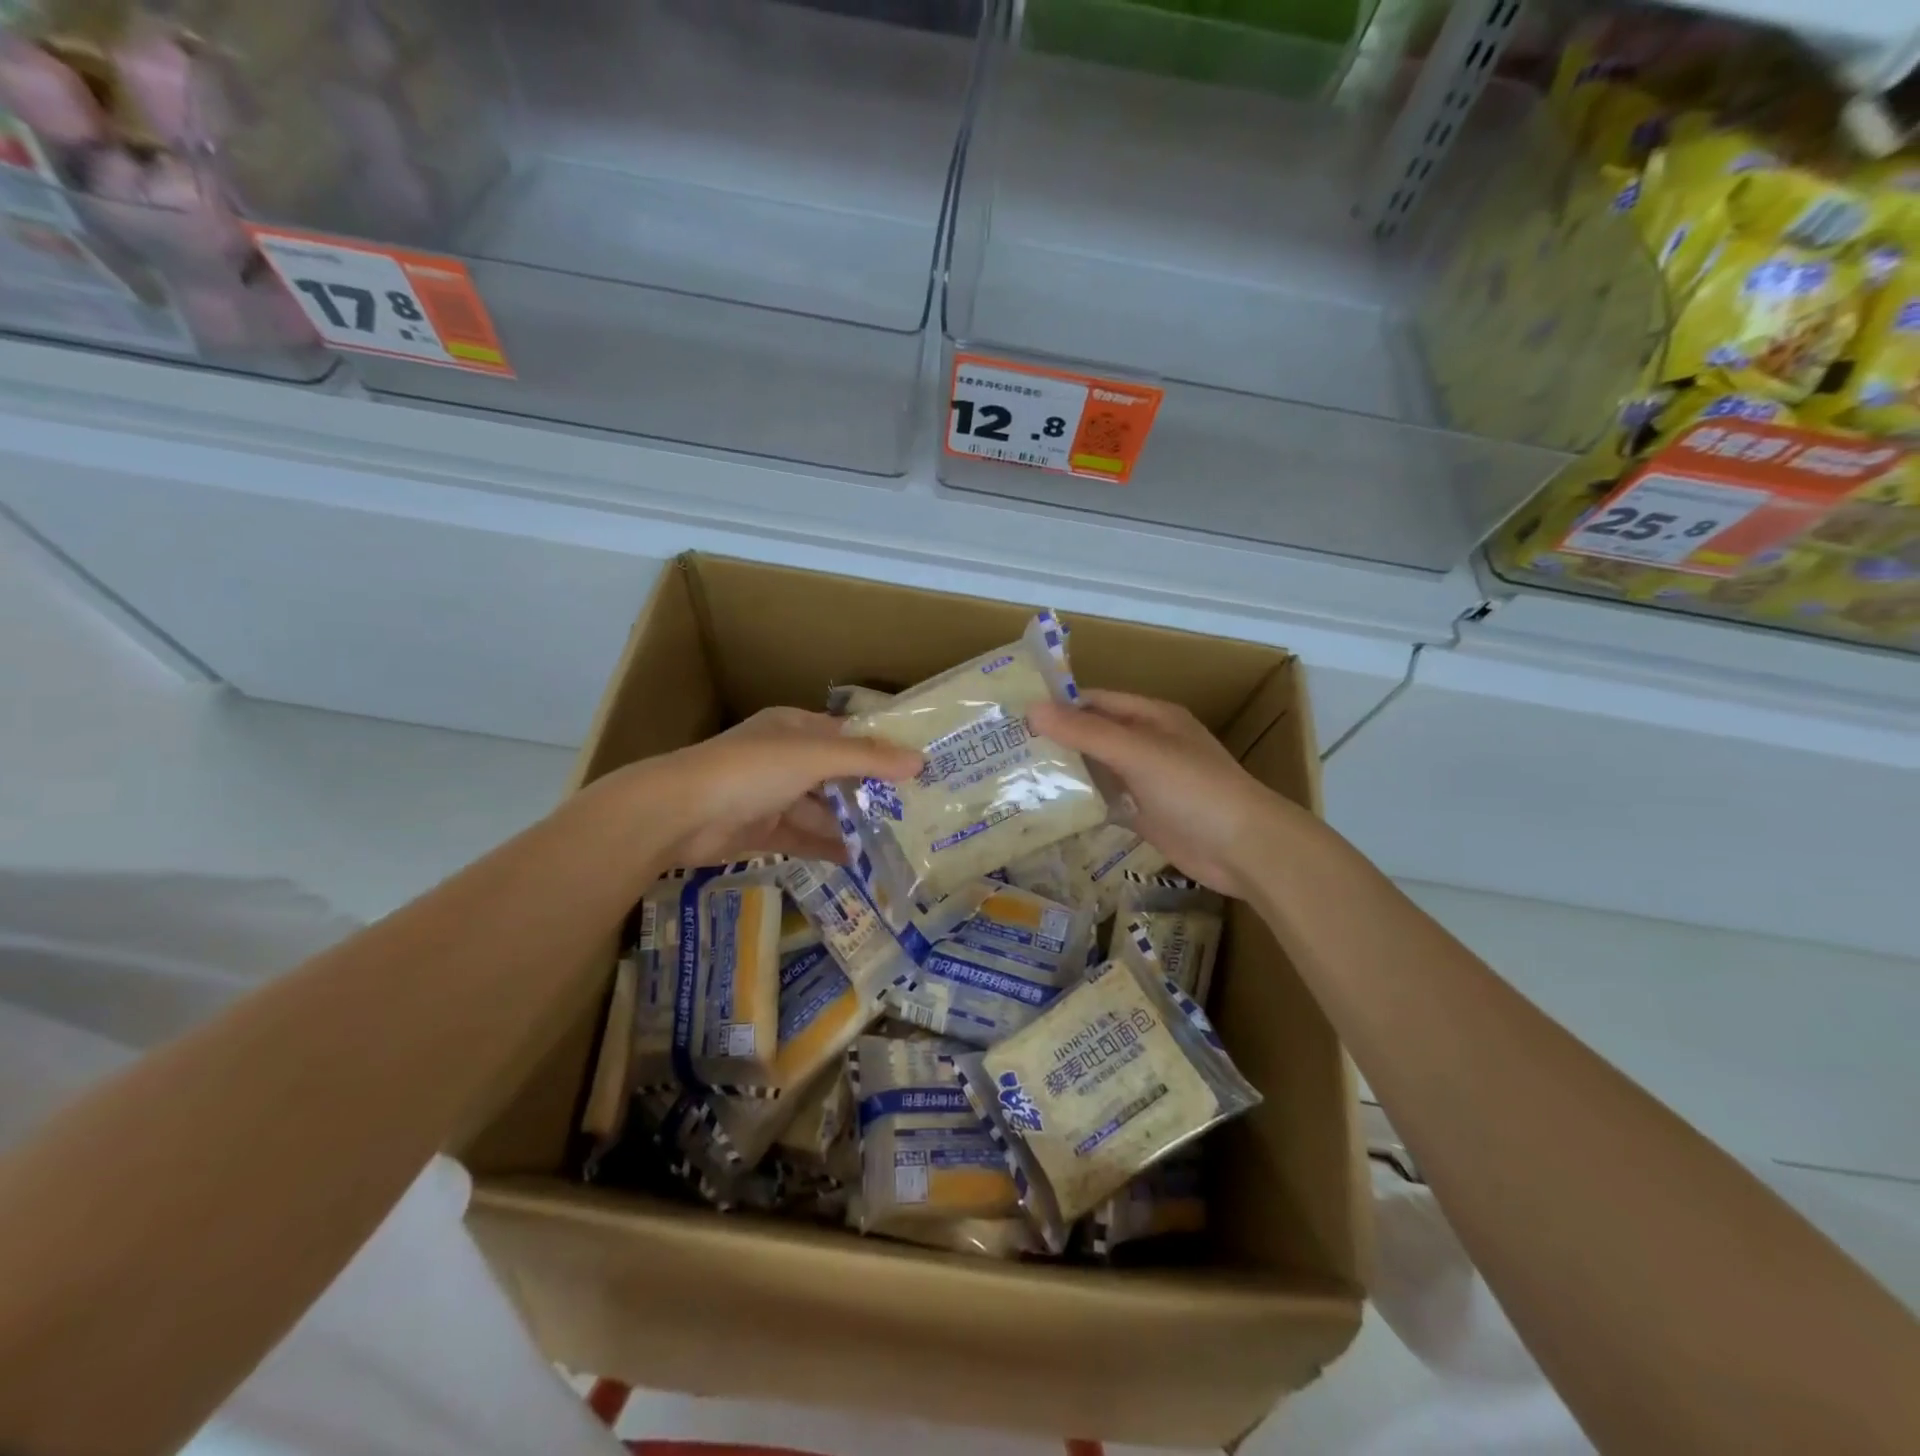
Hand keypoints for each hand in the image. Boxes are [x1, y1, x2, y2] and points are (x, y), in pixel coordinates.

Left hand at [621, 707, 922, 866]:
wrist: (679, 813)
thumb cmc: (751, 769)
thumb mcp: (814, 756)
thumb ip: (867, 758)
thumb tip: (920, 760)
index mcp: (794, 728)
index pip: (846, 735)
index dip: (880, 749)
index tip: (918, 767)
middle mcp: (784, 758)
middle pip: (837, 775)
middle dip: (871, 792)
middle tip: (915, 811)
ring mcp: (771, 796)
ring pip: (822, 809)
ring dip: (852, 824)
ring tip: (896, 842)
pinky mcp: (761, 830)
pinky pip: (803, 837)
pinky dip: (828, 847)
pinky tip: (860, 861)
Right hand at [1030, 690, 1304, 899]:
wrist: (1244, 849)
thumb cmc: (1194, 789)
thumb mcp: (1138, 752)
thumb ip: (1086, 733)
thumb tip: (1032, 710)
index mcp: (1152, 717)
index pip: (1096, 701)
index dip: (1058, 705)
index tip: (1014, 716)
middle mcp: (1148, 744)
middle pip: (1094, 735)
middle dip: (1056, 740)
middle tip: (1005, 750)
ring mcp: (1147, 781)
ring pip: (1098, 769)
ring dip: (1066, 771)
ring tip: (1016, 777)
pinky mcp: (1146, 814)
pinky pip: (1107, 801)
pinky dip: (1082, 802)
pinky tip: (1048, 807)